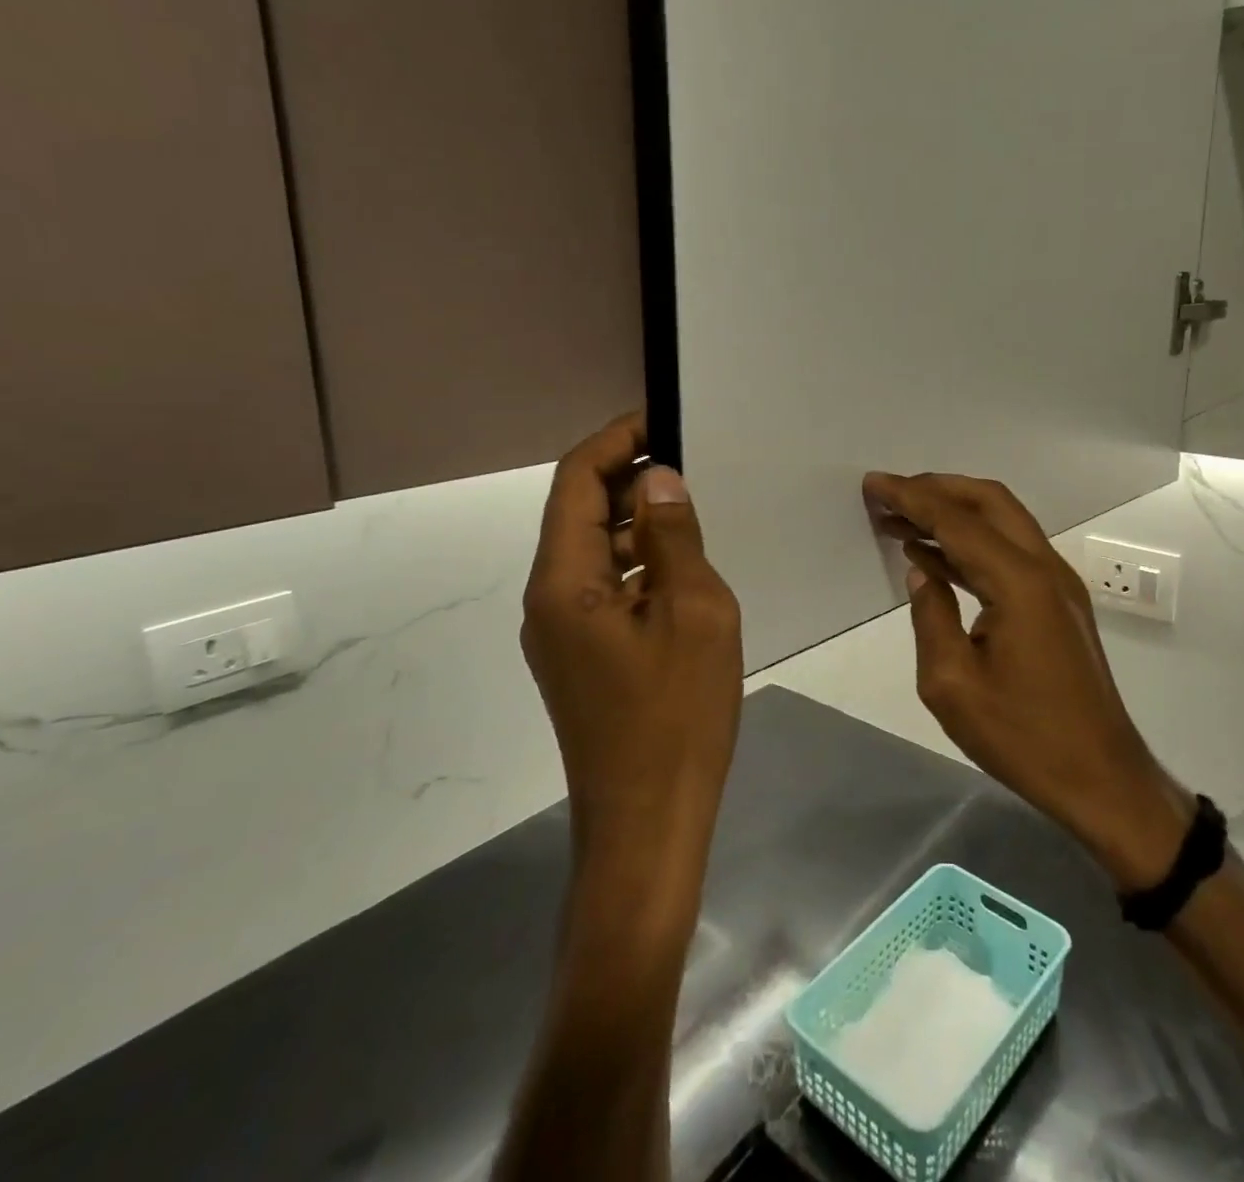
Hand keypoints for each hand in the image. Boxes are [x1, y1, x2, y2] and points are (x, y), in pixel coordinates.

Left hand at [523, 413, 743, 853]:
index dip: (615, 442)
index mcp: (564, 583)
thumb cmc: (676, 716)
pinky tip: (682, 568)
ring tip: (692, 507)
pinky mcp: (582, 659)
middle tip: (688, 460)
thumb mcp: (694, 614)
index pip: (575, 483)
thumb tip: (659, 480)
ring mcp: (561, 635)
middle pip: (579, 515)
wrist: (648, 823)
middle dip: (628, 479)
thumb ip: (673, 540)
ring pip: (594, 554)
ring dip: (636, 523)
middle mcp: (548, 601)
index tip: (661, 419)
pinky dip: (639, 564)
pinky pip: (605, 589)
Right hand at [863, 472, 1189, 889]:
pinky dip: (972, 544)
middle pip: (989, 502)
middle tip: (891, 493)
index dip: (911, 497)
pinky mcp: (1060, 604)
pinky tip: (936, 558)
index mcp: (1019, 582)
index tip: (873, 484)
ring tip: (903, 520)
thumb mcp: (953, 685)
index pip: (956, 521)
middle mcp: (1045, 568)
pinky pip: (1011, 552)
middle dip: (937, 489)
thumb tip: (922, 571)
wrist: (1102, 779)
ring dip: (955, 514)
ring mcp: (1058, 584)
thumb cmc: (1024, 738)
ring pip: (1004, 523)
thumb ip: (931, 616)